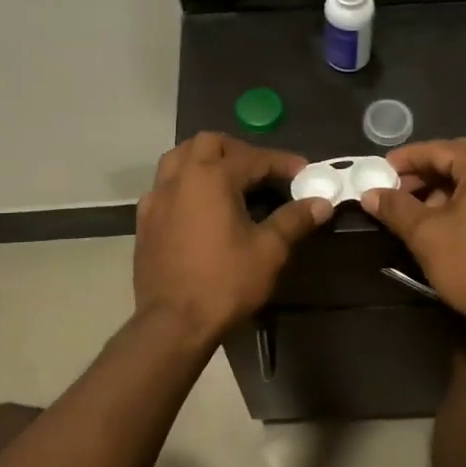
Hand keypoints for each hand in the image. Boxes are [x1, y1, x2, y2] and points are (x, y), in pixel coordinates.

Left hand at [134, 133, 332, 339]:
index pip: (253, 158)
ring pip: (179, 158)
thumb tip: (321, 203)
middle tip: (262, 172)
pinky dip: (184, 185)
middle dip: (239, 150)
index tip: (304, 172)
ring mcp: (156, 198)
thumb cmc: (225, 283)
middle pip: (208, 143)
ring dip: (205, 160)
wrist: (173, 322)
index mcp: (211, 178)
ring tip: (228, 181)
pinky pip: (164, 187)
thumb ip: (294, 220)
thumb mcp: (269, 251)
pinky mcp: (144, 221)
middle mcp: (180, 178)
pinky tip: (198, 207)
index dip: (282, 162)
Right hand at [359, 139, 465, 329]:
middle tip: (394, 191)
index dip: (405, 160)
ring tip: (415, 212)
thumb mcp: (425, 234)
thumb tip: (370, 194)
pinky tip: (445, 224)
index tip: (379, 171)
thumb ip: (395, 207)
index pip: (439, 150)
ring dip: (444, 191)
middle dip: (424, 175)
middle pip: (460, 161)